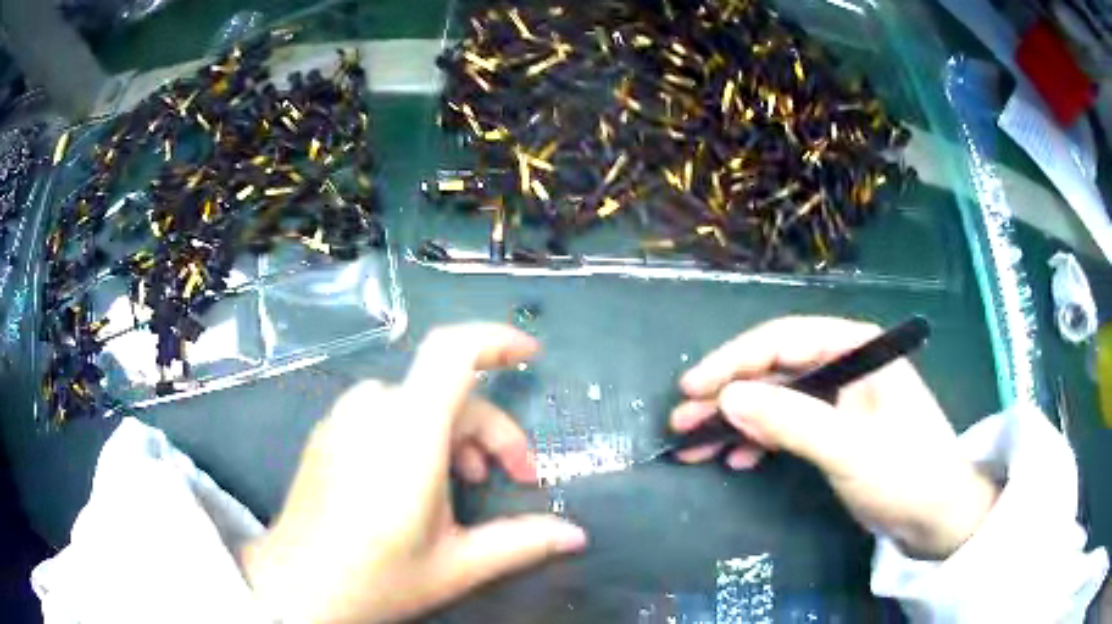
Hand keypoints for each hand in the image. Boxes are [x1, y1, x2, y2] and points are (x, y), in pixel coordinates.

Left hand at [240, 324, 587, 623]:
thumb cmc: (377, 579)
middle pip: (448, 390)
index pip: (453, 352)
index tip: (532, 357)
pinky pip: (384, 412)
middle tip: (512, 478)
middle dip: (492, 429)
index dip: (496, 341)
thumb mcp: (458, 566)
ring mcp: (343, 419)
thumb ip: (522, 543)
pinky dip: (417, 432)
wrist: (296, 589)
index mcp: (408, 435)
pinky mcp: (328, 432)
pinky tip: (416, 480)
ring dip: (454, 432)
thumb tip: (576, 535)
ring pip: (417, 401)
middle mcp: (373, 412)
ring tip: (465, 482)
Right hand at [672, 316, 998, 560]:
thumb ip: (790, 420)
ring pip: (778, 400)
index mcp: (857, 350)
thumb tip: (727, 397)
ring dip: (737, 422)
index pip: (784, 341)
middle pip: (776, 370)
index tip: (691, 387)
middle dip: (727, 396)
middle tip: (681, 421)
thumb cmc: (904, 474)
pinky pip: (790, 425)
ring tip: (696, 445)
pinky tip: (737, 458)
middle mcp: (846, 365)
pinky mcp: (839, 429)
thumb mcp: (848, 449)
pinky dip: (761, 441)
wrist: (938, 516)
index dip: (733, 361)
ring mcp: (842, 399)